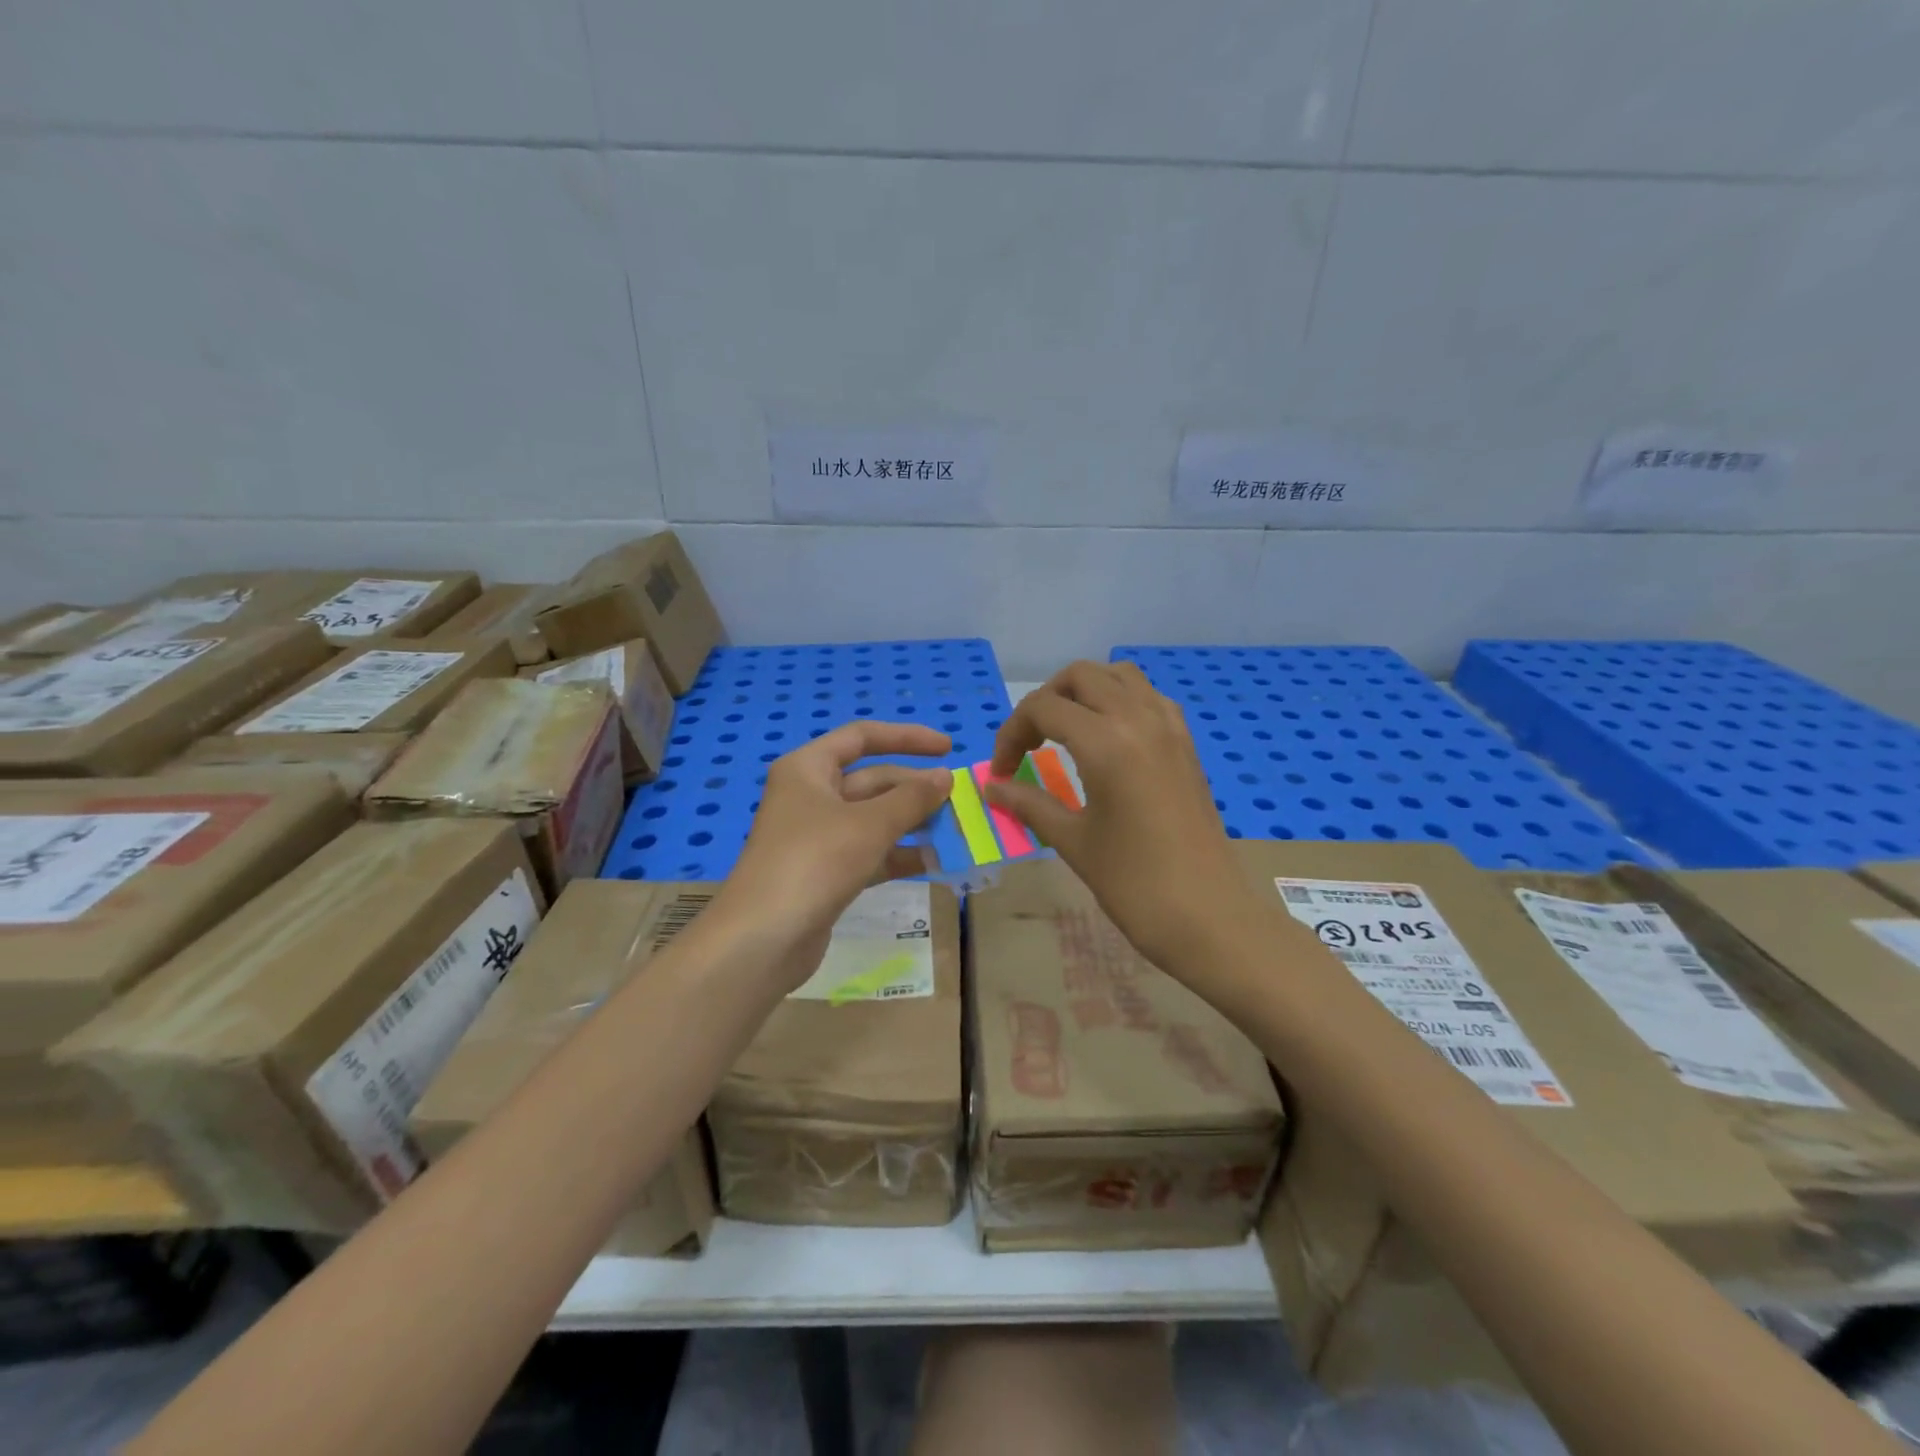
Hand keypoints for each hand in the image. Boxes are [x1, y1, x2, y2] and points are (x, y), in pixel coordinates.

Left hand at [719, 721, 952, 988]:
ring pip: (873, 818)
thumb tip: (945, 777)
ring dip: (912, 822)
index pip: (862, 737)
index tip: (947, 748)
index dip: (907, 738)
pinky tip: (934, 862)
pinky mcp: (825, 872)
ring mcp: (816, 836)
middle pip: (872, 780)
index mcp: (808, 768)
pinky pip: (869, 852)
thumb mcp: (869, 825)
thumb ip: (911, 798)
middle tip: (959, 800)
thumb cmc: (813, 863)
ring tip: (956, 830)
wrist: (762, 940)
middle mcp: (810, 795)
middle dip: (914, 788)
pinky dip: (898, 854)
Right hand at [983, 662, 1252, 970]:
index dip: (1012, 733)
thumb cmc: (1134, 883)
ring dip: (1085, 692)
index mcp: (1106, 742)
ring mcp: (1170, 728)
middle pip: (1081, 676)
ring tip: (1066, 732)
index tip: (1003, 772)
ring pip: (1120, 676)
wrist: (1209, 916)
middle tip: (1031, 743)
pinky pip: (1149, 698)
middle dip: (1045, 701)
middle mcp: (1139, 719)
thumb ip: (1029, 804)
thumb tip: (992, 787)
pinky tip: (1109, 740)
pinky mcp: (1187, 744)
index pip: (1043, 708)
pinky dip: (1120, 702)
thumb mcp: (1072, 841)